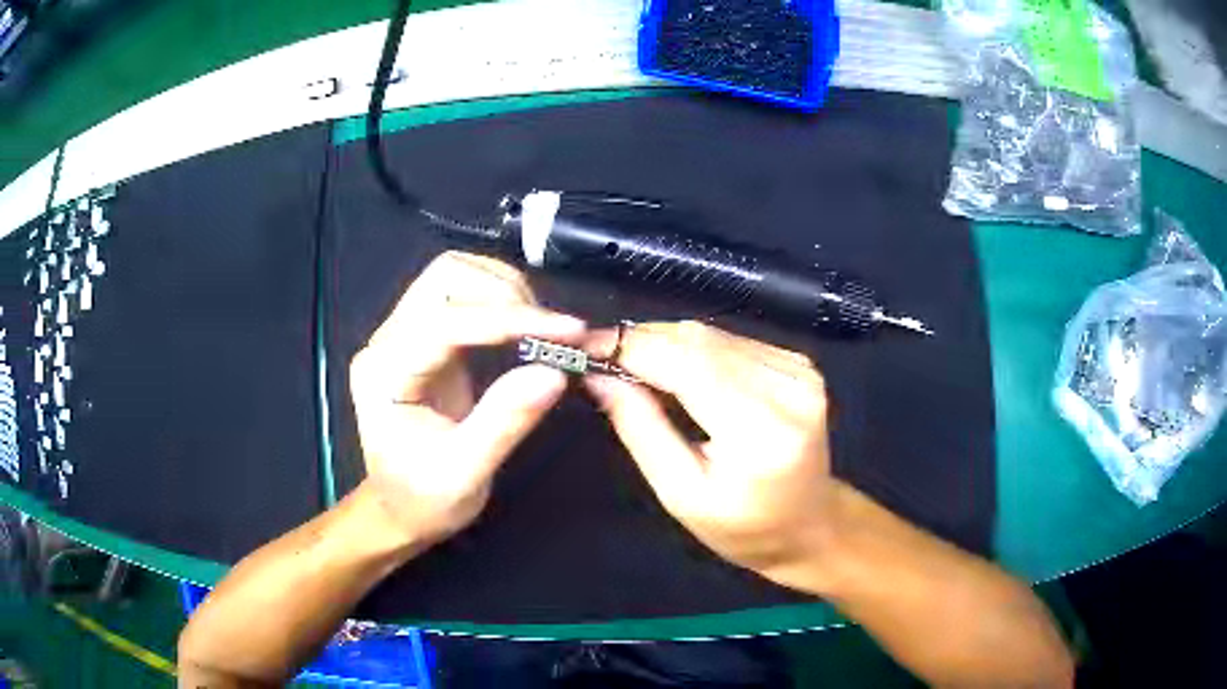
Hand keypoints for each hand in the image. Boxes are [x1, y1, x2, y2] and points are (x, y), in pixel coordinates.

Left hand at [349, 251, 584, 546]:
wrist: (399, 509)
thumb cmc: (424, 500)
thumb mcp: (465, 473)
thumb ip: (505, 421)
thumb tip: (555, 373)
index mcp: (385, 373)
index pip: (445, 321)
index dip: (508, 319)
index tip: (567, 330)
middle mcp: (387, 340)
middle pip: (445, 276)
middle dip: (505, 293)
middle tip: (553, 332)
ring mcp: (403, 333)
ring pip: (455, 274)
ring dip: (506, 290)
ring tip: (543, 329)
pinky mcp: (424, 335)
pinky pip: (463, 294)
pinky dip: (502, 300)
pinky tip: (527, 328)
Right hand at [585, 321, 837, 589]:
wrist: (809, 525)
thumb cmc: (743, 527)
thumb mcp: (681, 494)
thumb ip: (641, 429)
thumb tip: (600, 377)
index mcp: (761, 432)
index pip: (687, 365)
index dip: (632, 349)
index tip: (587, 347)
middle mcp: (789, 390)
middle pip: (700, 341)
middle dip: (644, 343)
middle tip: (603, 358)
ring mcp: (799, 372)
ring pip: (714, 334)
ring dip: (667, 344)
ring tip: (635, 367)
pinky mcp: (799, 365)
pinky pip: (733, 341)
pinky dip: (697, 350)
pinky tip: (680, 373)